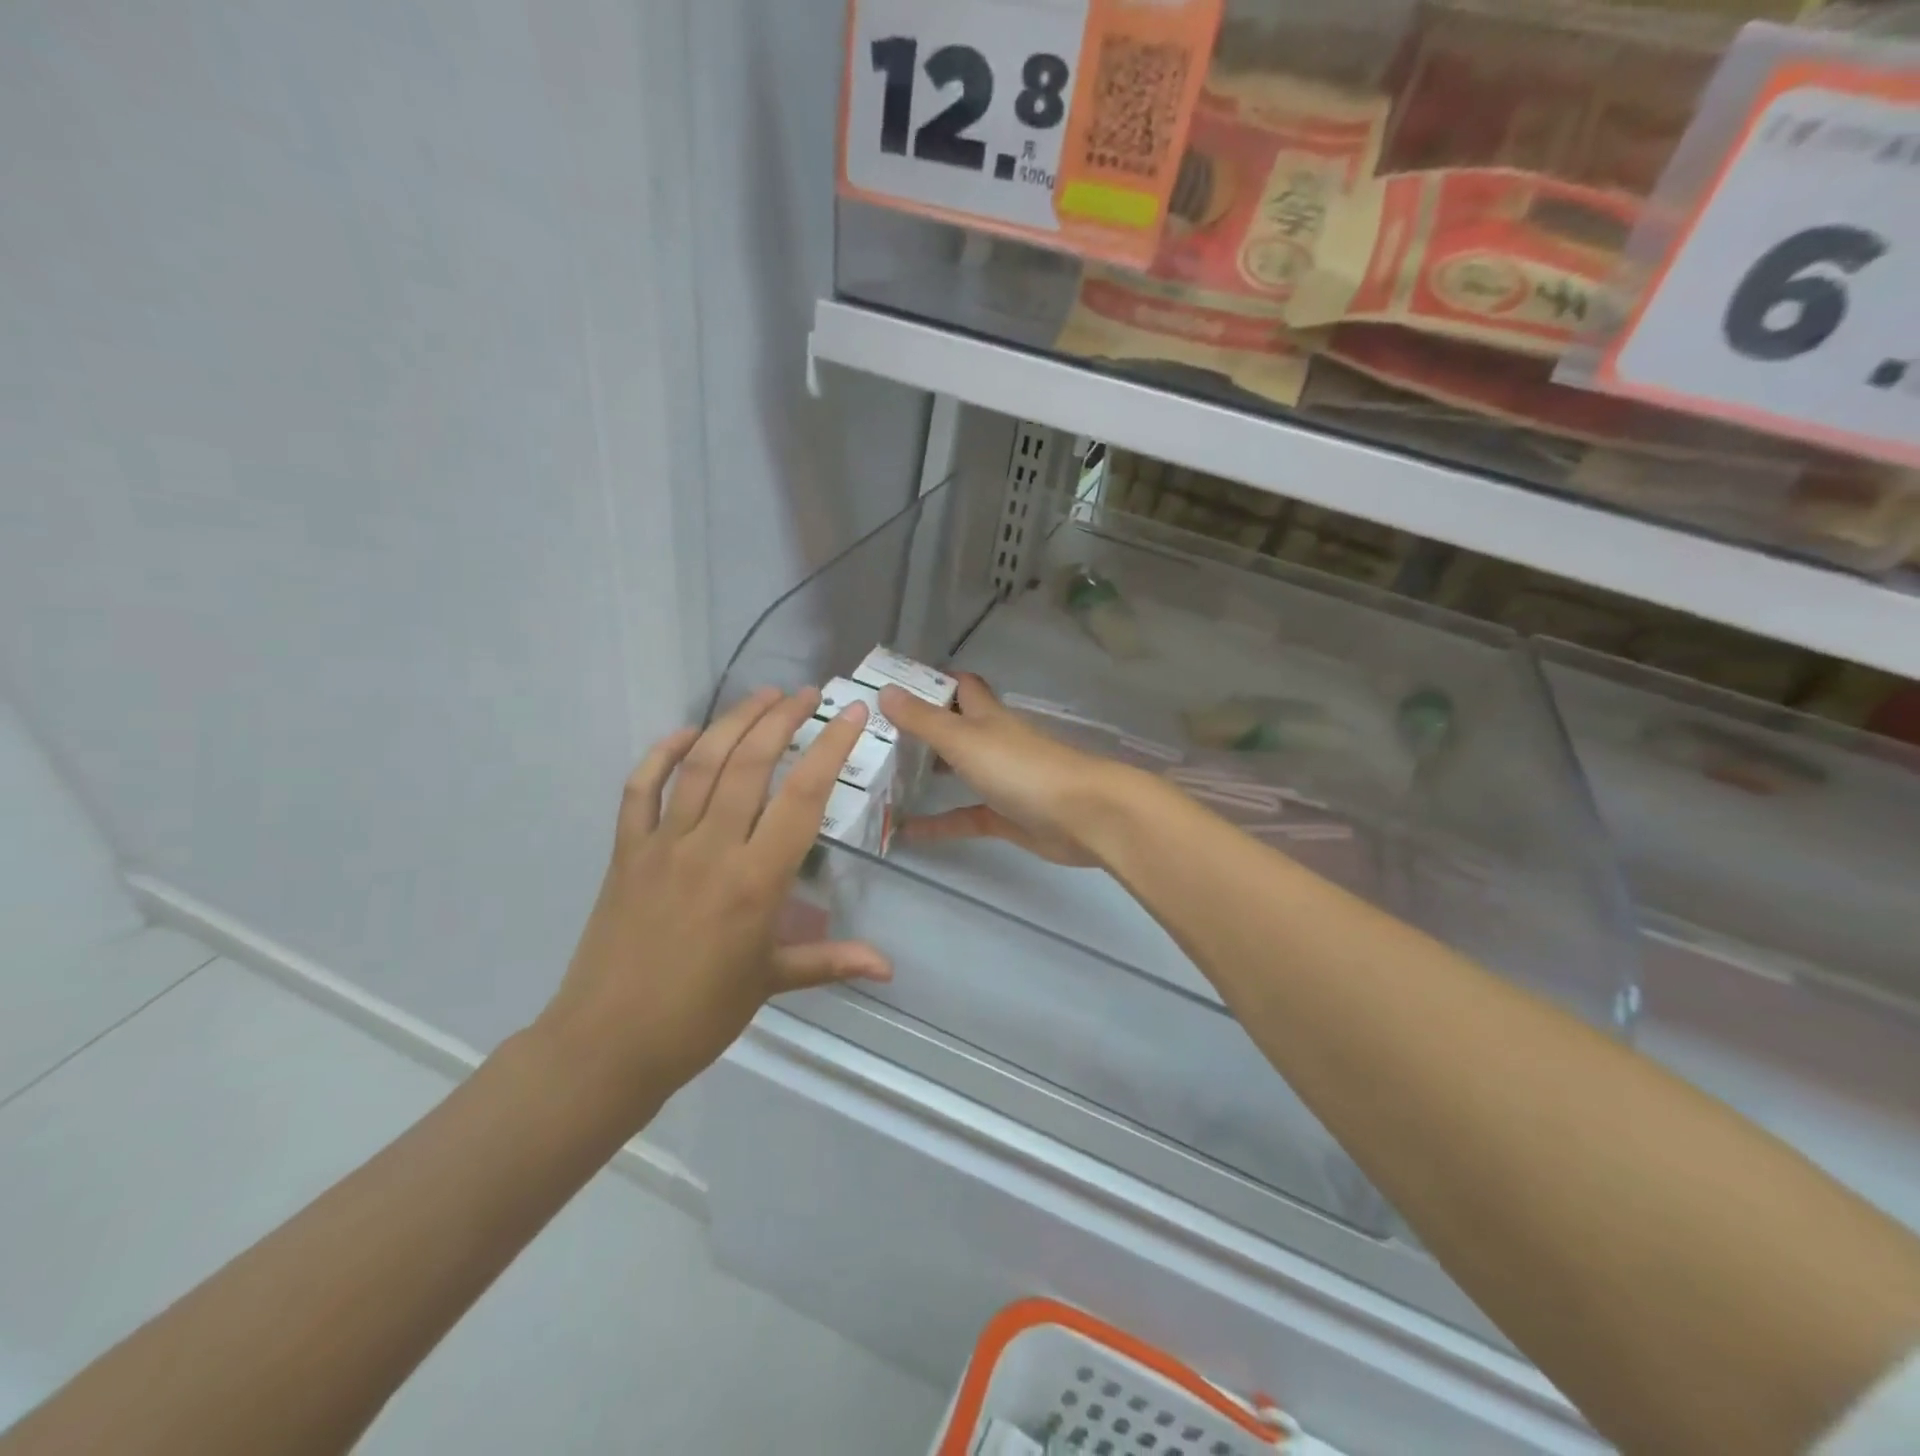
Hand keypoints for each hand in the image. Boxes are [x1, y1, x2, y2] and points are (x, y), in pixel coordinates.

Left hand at [534, 689, 890, 1129]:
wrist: (608, 1044)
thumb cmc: (700, 1015)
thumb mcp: (773, 983)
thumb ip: (833, 961)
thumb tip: (889, 967)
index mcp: (756, 881)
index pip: (802, 797)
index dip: (830, 748)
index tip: (851, 713)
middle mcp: (711, 849)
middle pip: (750, 764)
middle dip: (781, 719)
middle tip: (806, 694)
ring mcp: (662, 845)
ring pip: (700, 765)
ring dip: (733, 722)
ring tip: (762, 696)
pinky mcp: (625, 852)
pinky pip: (639, 790)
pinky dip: (660, 755)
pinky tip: (684, 733)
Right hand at [878, 673, 1124, 868]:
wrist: (1083, 815)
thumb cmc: (1021, 768)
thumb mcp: (964, 739)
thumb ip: (923, 719)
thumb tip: (885, 690)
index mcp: (988, 715)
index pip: (961, 687)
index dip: (933, 682)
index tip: (894, 687)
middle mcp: (994, 742)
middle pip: (957, 727)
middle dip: (923, 728)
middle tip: (878, 735)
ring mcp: (1002, 780)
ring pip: (960, 770)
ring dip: (930, 772)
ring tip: (885, 777)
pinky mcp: (1007, 816)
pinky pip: (965, 816)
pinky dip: (939, 823)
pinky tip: (906, 832)